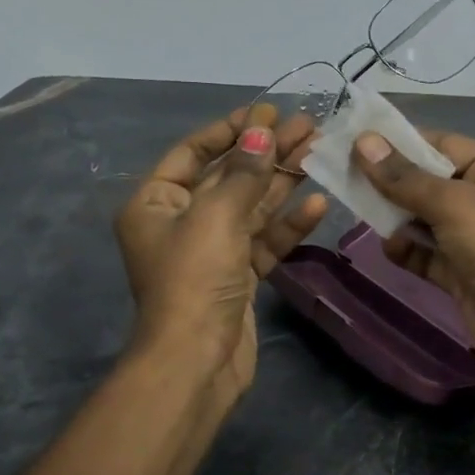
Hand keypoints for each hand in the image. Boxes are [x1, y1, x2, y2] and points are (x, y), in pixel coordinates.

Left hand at [115, 104, 328, 404]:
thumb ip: (244, 172)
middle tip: (307, 126)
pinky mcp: (237, 276)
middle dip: (266, 152)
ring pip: (251, 207)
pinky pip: (263, 240)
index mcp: (156, 203)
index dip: (231, 129)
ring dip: (282, 181)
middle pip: (228, 177)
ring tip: (318, 151)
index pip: (193, 152)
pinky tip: (318, 202)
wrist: (196, 363)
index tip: (267, 111)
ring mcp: (211, 251)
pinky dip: (288, 223)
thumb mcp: (217, 217)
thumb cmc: (194, 280)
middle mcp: (181, 222)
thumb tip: (262, 130)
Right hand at [354, 131, 474, 402]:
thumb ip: (404, 177)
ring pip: (423, 218)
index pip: (441, 144)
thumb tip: (362, 142)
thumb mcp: (453, 202)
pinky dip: (407, 249)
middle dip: (391, 181)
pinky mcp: (461, 272)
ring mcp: (474, 237)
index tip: (354, 141)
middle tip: (345, 176)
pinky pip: (426, 253)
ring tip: (359, 210)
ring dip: (395, 216)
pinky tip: (389, 247)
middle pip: (429, 181)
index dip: (399, 143)